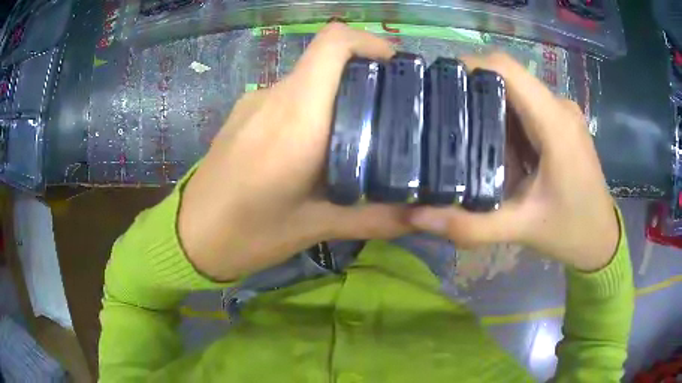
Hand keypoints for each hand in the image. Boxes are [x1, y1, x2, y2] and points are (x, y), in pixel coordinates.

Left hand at [178, 24, 409, 280]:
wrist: (189, 237)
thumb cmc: (247, 234)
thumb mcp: (315, 228)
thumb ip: (375, 218)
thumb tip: (424, 215)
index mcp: (296, 117)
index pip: (333, 43)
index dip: (370, 42)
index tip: (397, 67)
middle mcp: (274, 97)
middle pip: (327, 60)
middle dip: (365, 75)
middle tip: (393, 110)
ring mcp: (253, 102)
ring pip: (308, 79)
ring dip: (339, 95)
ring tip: (358, 134)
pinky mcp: (242, 113)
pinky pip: (288, 97)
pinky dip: (313, 107)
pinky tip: (315, 145)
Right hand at [409, 53, 618, 271]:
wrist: (601, 239)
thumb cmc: (570, 231)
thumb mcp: (522, 229)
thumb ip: (471, 225)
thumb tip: (418, 216)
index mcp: (554, 123)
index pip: (506, 69)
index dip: (469, 66)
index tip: (438, 84)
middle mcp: (559, 107)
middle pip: (508, 79)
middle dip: (472, 91)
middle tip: (441, 117)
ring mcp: (562, 113)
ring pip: (516, 93)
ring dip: (489, 109)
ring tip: (463, 135)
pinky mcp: (562, 124)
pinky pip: (527, 109)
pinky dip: (505, 122)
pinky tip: (495, 149)